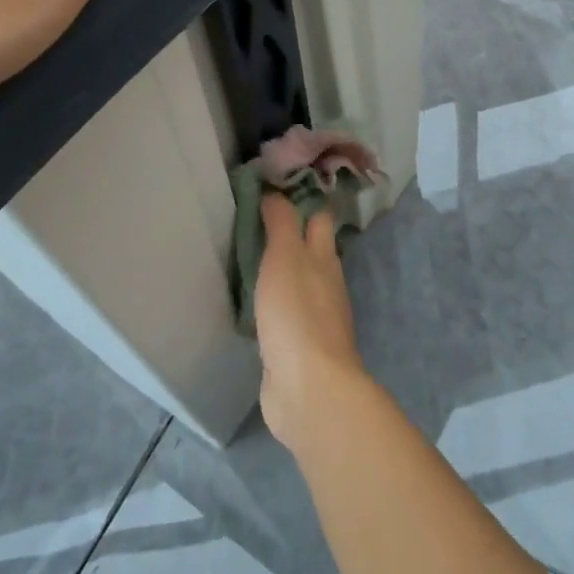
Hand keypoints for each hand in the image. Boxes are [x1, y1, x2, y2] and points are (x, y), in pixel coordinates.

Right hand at [255, 193, 370, 453]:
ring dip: (280, 270)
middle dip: (290, 233)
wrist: (308, 388)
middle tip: (254, 218)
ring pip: (297, 282)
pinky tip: (252, 304)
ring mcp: (314, 317)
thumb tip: (276, 192)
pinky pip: (284, 314)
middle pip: (310, 250)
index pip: (318, 217)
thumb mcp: (285, 256)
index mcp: (325, 258)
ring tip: (247, 256)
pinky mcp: (297, 347)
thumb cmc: (296, 313)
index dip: (302, 199)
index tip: (274, 186)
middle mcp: (325, 283)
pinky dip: (272, 303)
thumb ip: (281, 223)